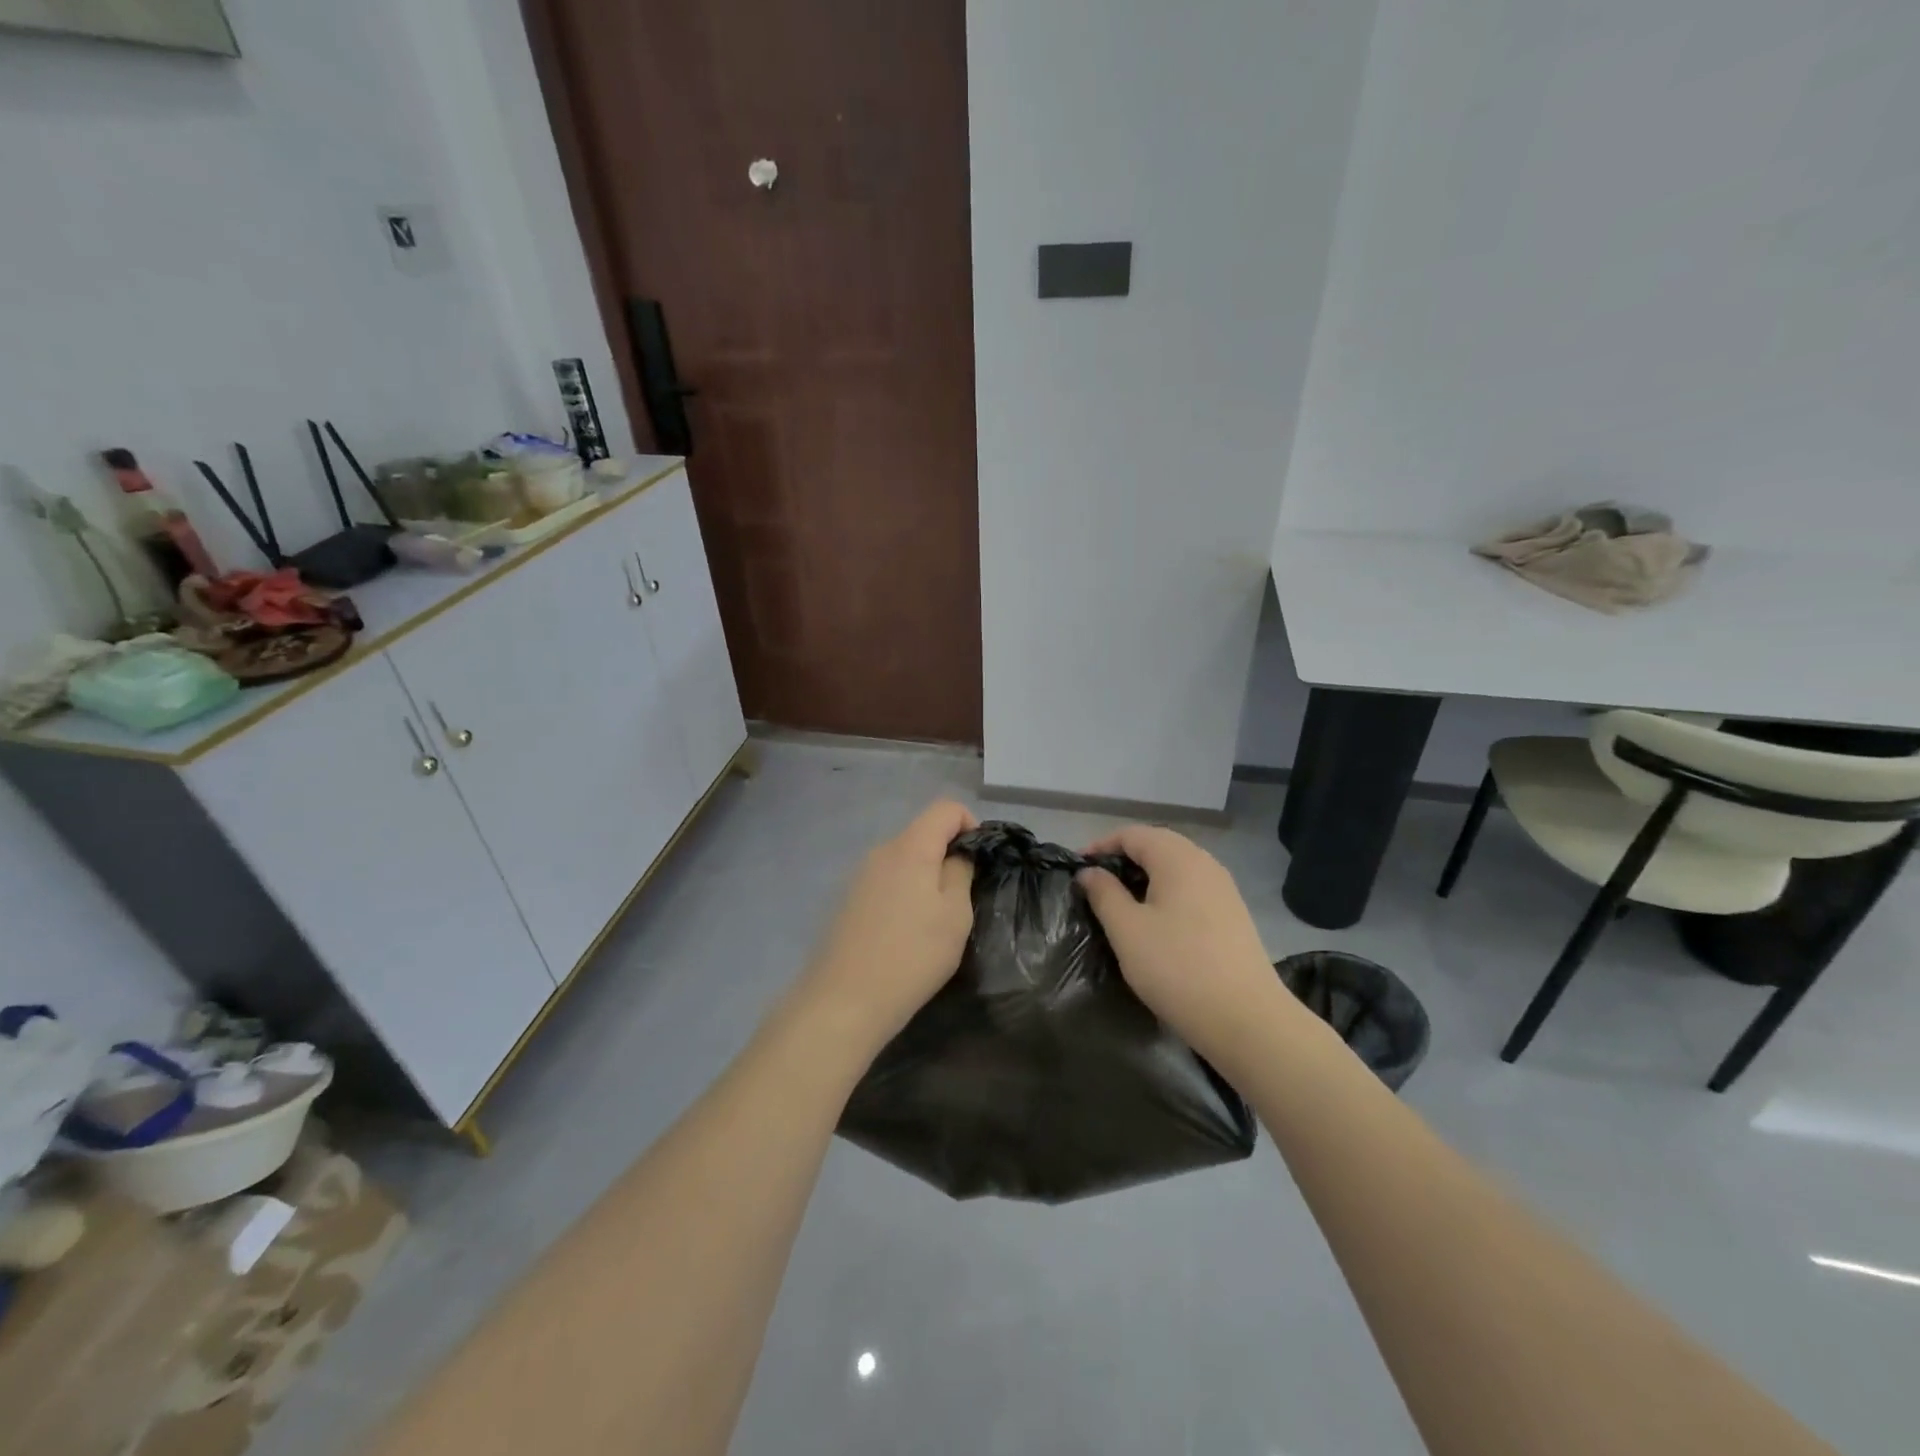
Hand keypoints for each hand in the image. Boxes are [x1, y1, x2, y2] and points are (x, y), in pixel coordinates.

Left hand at [793, 800, 977, 1057]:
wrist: (845, 1001)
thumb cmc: (912, 955)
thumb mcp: (955, 915)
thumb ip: (960, 873)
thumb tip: (957, 855)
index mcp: (910, 847)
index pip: (945, 808)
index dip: (970, 825)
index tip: (979, 862)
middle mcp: (881, 851)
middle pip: (923, 833)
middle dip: (947, 855)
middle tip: (961, 899)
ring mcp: (860, 875)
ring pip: (904, 859)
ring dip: (925, 877)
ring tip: (934, 922)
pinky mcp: (848, 900)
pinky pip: (886, 881)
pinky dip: (904, 894)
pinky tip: (905, 933)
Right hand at [1078, 826, 1300, 1067]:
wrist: (1246, 1019)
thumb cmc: (1177, 967)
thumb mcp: (1127, 930)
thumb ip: (1104, 893)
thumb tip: (1090, 872)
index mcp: (1178, 858)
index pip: (1132, 834)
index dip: (1100, 845)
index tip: (1077, 868)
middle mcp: (1205, 863)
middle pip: (1157, 845)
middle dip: (1123, 858)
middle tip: (1096, 883)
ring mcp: (1223, 889)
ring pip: (1176, 867)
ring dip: (1146, 876)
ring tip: (1121, 902)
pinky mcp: (1233, 914)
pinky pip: (1192, 888)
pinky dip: (1167, 892)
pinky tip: (1155, 921)